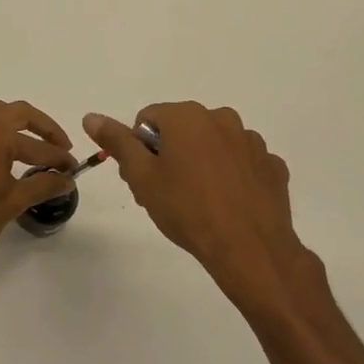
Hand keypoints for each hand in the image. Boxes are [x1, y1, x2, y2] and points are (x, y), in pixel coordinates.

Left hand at [0, 94, 75, 279]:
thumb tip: (67, 179)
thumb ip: (43, 185)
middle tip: (56, 145)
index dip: (59, 157)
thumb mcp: (13, 202)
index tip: (72, 167)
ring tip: (18, 139)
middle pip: (14, 112)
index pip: (37, 144)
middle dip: (39, 128)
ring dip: (5, 118)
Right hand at [84, 103, 324, 306]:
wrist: (248, 248)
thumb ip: (117, 142)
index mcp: (187, 116)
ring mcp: (252, 142)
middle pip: (181, 130)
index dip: (139, 149)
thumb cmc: (186, 208)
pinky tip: (227, 204)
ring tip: (198, 202)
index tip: (143, 179)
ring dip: (201, 163)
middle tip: (165, 193)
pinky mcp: (272, 166)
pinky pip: (241, 163)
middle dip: (168, 155)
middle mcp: (222, 118)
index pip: (147, 119)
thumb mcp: (141, 177)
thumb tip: (91, 117)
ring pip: (213, 145)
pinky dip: (231, 177)